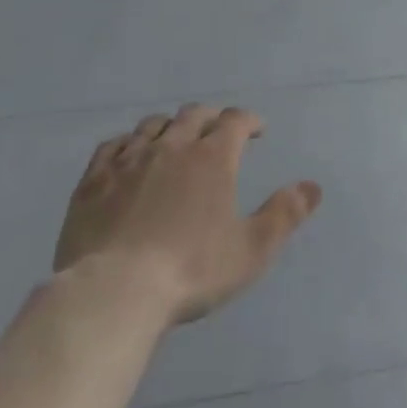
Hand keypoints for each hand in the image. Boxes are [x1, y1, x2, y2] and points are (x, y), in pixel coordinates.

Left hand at [55, 104, 321, 324]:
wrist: (114, 292)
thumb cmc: (191, 270)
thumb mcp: (251, 249)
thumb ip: (284, 214)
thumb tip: (313, 186)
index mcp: (213, 157)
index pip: (235, 120)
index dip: (249, 120)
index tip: (257, 130)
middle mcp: (172, 146)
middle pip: (194, 115)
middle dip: (212, 118)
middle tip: (219, 132)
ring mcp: (129, 160)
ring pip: (153, 125)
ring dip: (171, 126)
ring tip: (175, 140)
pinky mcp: (94, 180)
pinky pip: (113, 145)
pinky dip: (128, 143)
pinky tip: (130, 155)